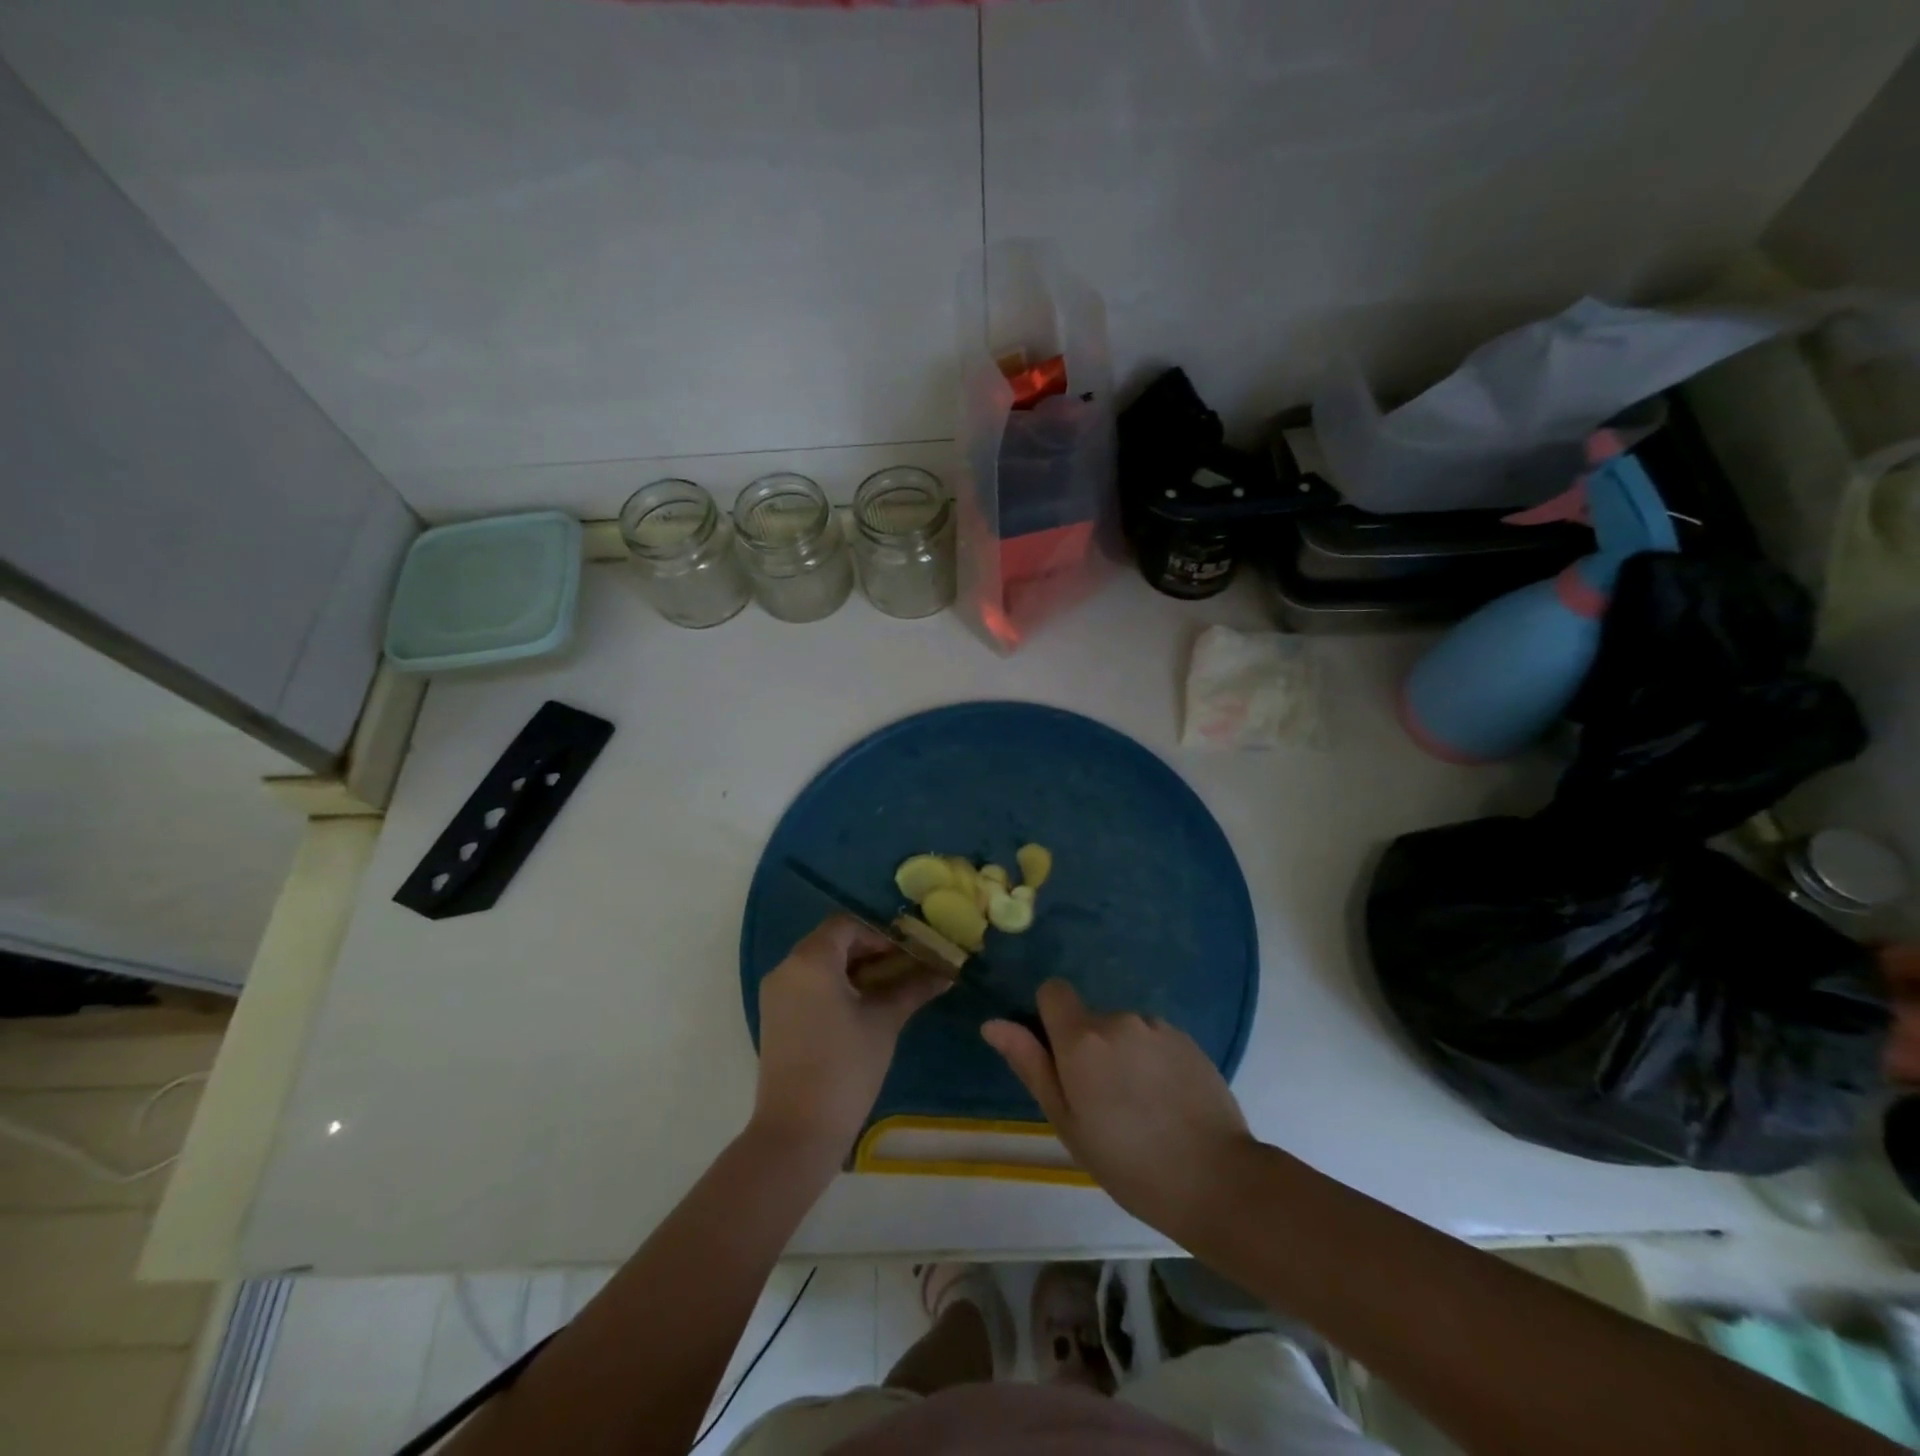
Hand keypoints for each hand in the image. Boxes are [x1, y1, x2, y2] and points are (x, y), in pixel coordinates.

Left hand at [752, 917, 947, 1159]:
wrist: (797, 1131)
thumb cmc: (845, 1068)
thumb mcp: (884, 1022)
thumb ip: (913, 988)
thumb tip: (946, 972)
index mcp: (811, 960)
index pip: (848, 925)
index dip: (882, 933)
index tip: (910, 951)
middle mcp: (787, 968)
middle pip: (833, 942)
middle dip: (872, 950)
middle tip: (907, 967)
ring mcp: (777, 994)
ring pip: (821, 964)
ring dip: (856, 969)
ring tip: (892, 987)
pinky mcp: (776, 1017)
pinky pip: (809, 985)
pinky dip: (837, 986)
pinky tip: (865, 1006)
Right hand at [982, 980, 1255, 1239]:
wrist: (1216, 1181)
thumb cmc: (1128, 1163)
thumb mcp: (1067, 1123)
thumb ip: (1031, 1065)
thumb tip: (993, 1024)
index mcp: (1082, 1039)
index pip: (1052, 991)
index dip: (1050, 1018)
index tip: (1061, 1060)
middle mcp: (1118, 1020)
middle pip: (1089, 1019)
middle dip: (1089, 1049)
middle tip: (1104, 1104)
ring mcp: (1157, 1027)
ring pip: (1124, 1031)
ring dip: (1123, 1055)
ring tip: (1141, 1108)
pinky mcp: (1188, 1039)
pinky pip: (1154, 1039)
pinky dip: (1153, 1061)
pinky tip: (1168, 1103)